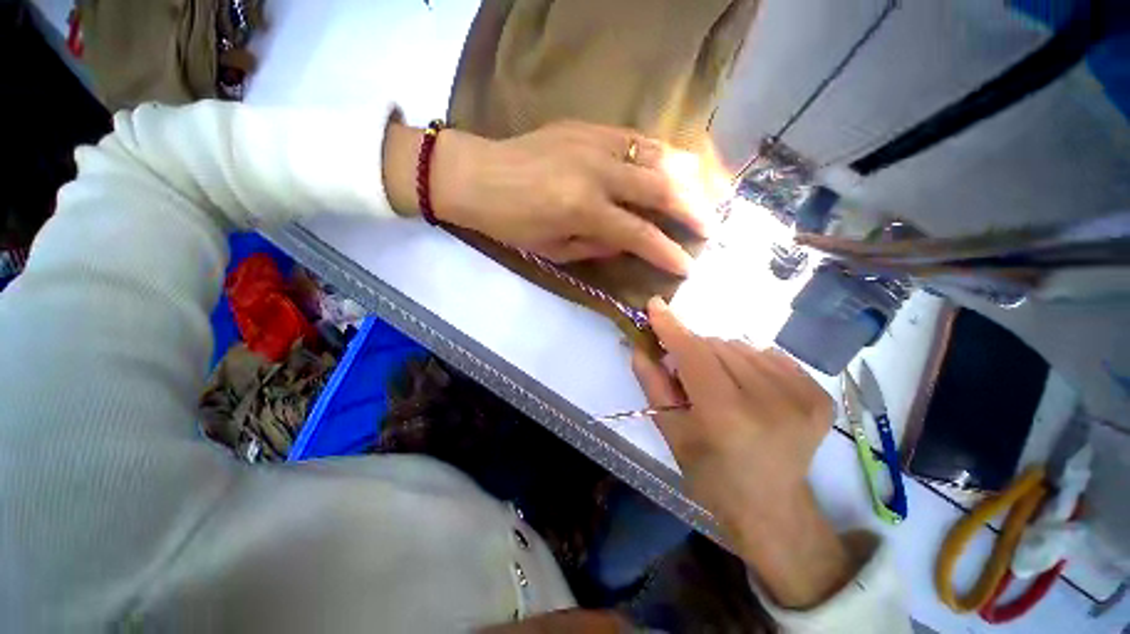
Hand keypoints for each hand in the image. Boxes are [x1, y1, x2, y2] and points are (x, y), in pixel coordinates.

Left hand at [383, 120, 711, 274]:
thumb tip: (628, 245)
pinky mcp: (590, 126)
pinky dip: (664, 155)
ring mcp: (595, 142)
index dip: (667, 252)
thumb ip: (595, 247)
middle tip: (710, 228)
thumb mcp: (551, 249)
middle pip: (662, 189)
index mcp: (583, 209)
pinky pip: (639, 138)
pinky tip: (676, 168)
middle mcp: (597, 173)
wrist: (476, 175)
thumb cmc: (509, 222)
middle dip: (693, 211)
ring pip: (658, 156)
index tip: (687, 266)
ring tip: (707, 195)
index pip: (640, 234)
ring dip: (689, 177)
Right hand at [631, 298, 853, 608]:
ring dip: (722, 357)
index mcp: (727, 415)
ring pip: (742, 346)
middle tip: (690, 376)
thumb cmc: (711, 475)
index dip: (672, 327)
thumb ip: (652, 384)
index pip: (694, 354)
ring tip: (722, 385)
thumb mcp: (671, 432)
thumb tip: (640, 346)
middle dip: (695, 351)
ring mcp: (801, 396)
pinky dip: (750, 363)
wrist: (772, 507)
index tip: (655, 304)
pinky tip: (750, 388)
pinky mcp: (819, 394)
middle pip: (717, 346)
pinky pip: (769, 355)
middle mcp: (769, 400)